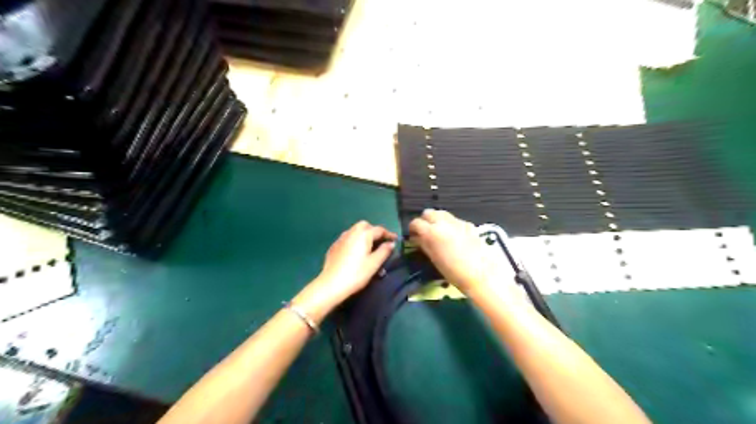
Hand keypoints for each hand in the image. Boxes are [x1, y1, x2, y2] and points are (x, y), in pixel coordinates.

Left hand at [290, 221, 396, 320]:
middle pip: (365, 226)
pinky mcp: (334, 246)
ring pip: (354, 231)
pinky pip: (347, 238)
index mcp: (363, 235)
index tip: (395, 240)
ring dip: (363, 235)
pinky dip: (354, 241)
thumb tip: (391, 244)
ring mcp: (341, 239)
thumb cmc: (356, 274)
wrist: (331, 284)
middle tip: (380, 241)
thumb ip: (384, 251)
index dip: (388, 234)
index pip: (379, 229)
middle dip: (374, 231)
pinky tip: (355, 252)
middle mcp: (351, 232)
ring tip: (369, 247)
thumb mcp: (374, 264)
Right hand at [412, 209, 510, 293]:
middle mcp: (443, 222)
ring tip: (438, 233)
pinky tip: (453, 237)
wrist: (481, 273)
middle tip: (425, 232)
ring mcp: (457, 221)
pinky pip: (454, 220)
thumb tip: (416, 238)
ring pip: (441, 213)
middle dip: (424, 221)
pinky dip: (449, 225)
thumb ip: (423, 244)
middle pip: (428, 213)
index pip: (416, 223)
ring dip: (437, 220)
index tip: (413, 236)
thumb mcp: (433, 258)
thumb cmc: (453, 271)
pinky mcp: (468, 224)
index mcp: (431, 231)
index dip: (412, 229)